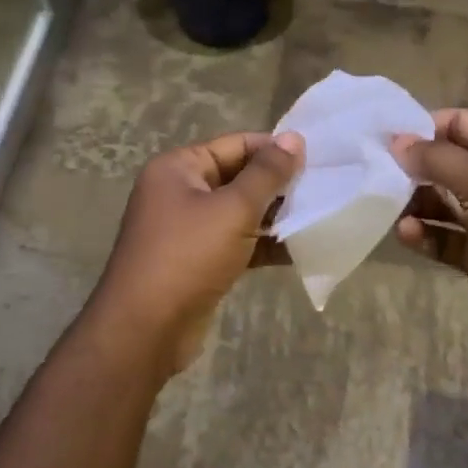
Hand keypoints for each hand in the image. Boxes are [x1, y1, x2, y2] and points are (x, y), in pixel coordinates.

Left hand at [87, 131, 303, 377]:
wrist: (145, 329)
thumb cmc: (188, 256)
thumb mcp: (233, 209)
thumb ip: (267, 173)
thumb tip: (294, 138)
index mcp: (178, 168)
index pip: (235, 145)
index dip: (274, 149)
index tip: (316, 160)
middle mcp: (179, 192)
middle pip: (238, 177)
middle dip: (277, 185)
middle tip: (322, 189)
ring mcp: (187, 229)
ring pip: (239, 212)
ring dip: (274, 216)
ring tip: (317, 217)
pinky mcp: (198, 262)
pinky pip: (236, 242)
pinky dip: (262, 244)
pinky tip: (299, 249)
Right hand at [392, 109, 467, 361]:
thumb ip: (437, 159)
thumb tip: (395, 141)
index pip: (459, 124)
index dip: (423, 127)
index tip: (383, 136)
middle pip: (445, 164)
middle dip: (411, 167)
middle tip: (371, 172)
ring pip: (439, 203)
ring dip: (412, 203)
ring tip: (383, 206)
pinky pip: (442, 239)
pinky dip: (423, 235)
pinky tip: (407, 234)